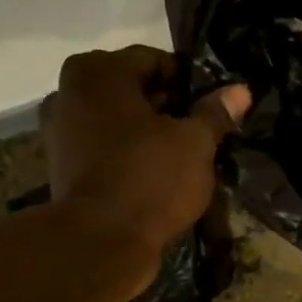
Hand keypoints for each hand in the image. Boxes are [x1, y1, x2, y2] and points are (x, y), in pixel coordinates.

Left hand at [41, 45, 249, 301]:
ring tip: (183, 157)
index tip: (213, 106)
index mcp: (98, 71)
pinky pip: (106, 149)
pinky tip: (157, 176)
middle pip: (133, 90)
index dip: (189, 82)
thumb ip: (215, 113)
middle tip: (202, 133)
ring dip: (149, 134)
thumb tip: (240, 90)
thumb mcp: (195, 143)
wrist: (100, 241)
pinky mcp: (63, 167)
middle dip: (168, 108)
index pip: (154, 60)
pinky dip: (129, 156)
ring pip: (118, 122)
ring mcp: (61, 131)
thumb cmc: (150, 178)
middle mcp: (69, 92)